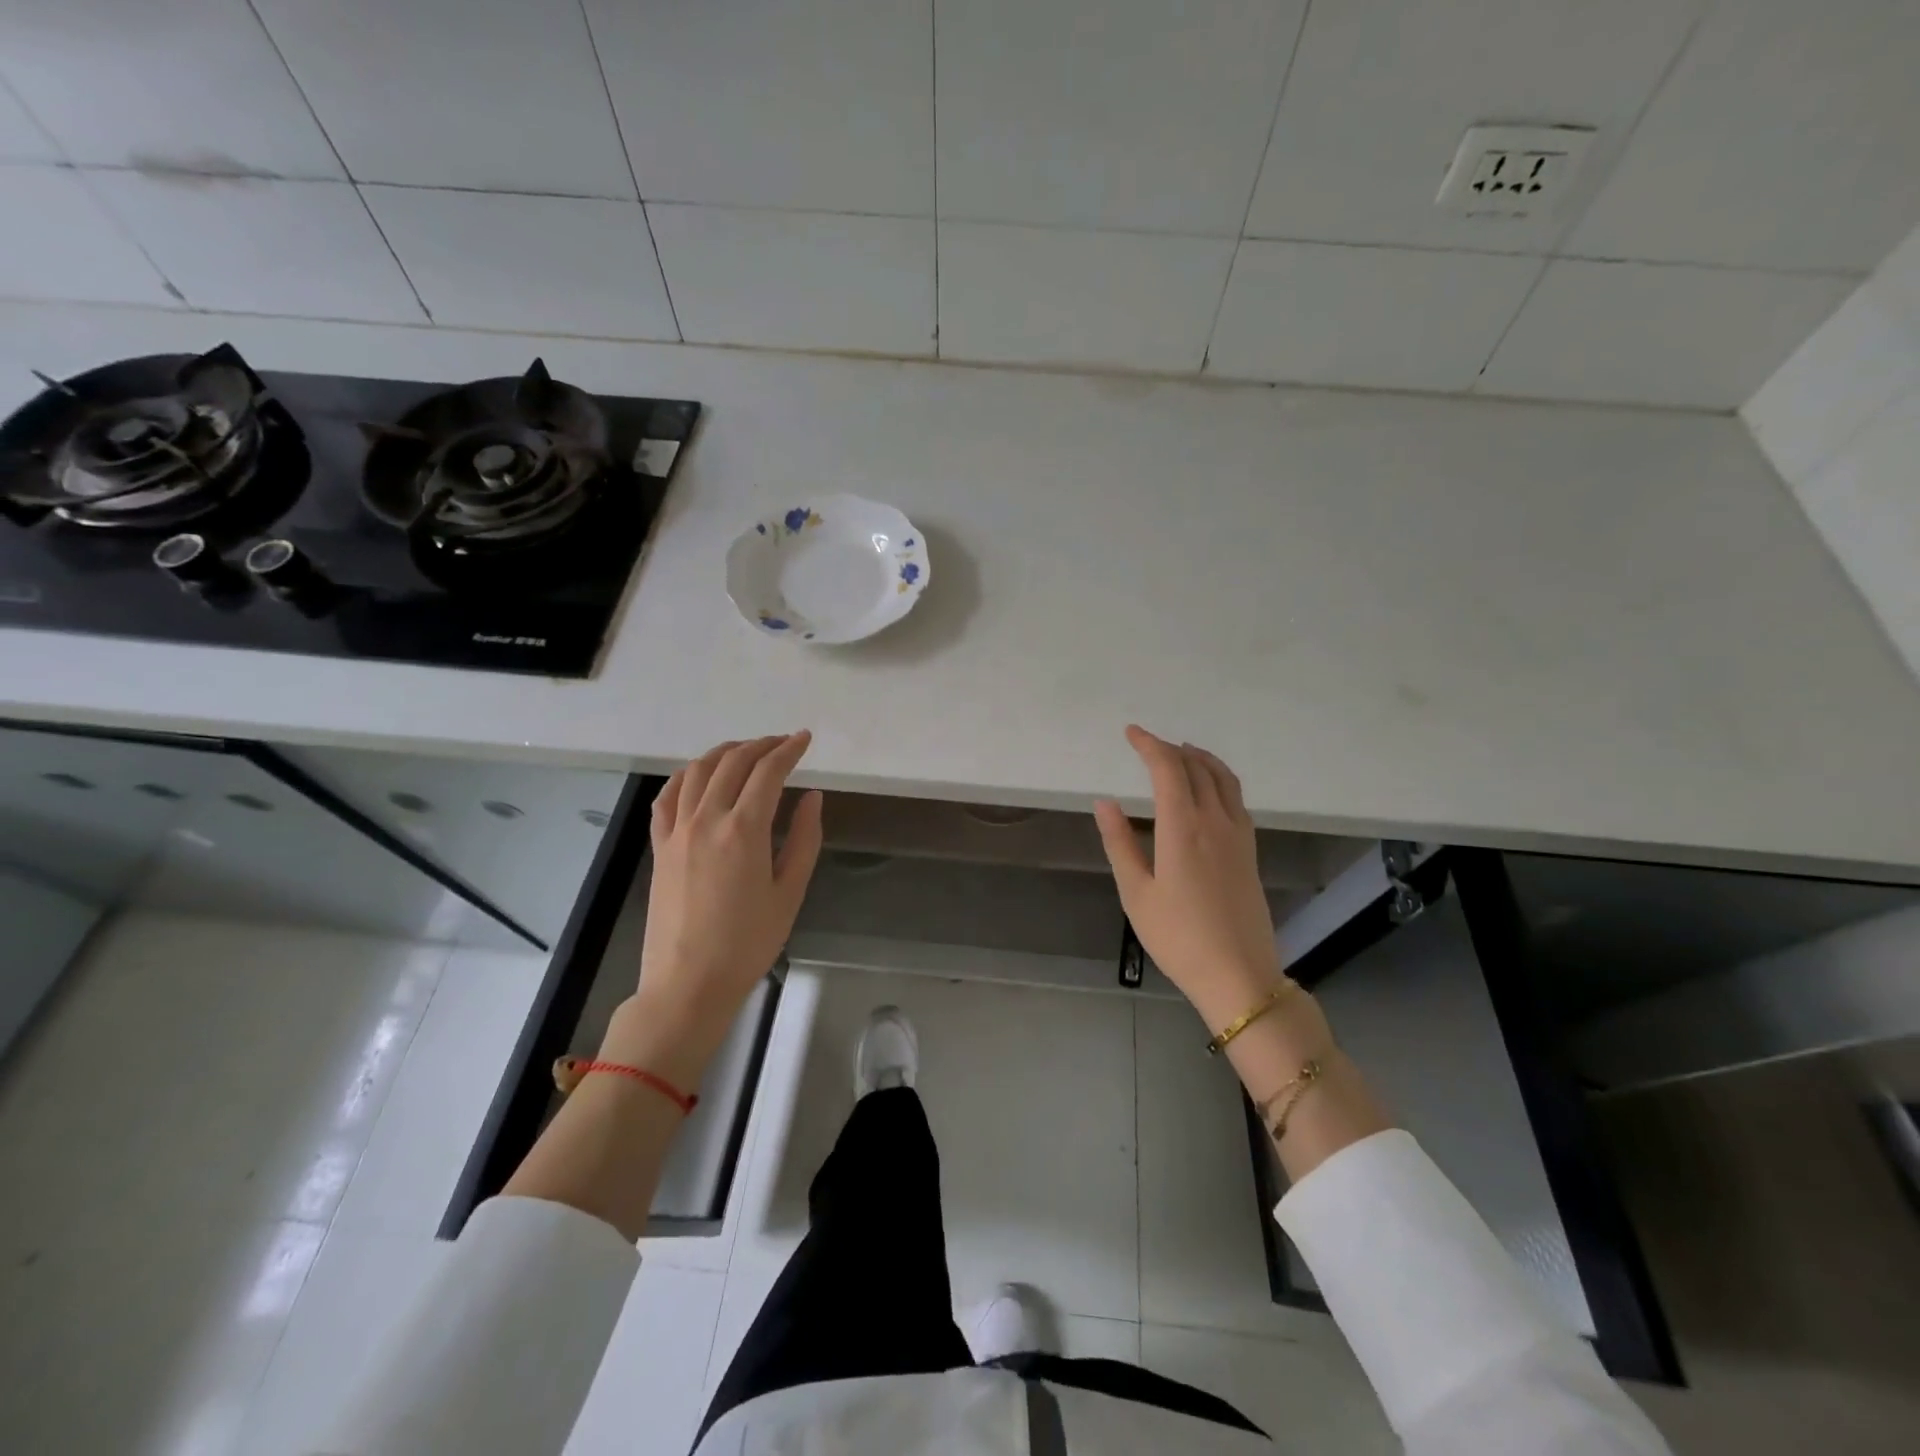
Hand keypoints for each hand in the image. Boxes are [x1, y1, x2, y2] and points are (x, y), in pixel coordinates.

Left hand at [620, 734, 823, 1077]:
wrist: (688, 984)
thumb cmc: (747, 943)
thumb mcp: (789, 893)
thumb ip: (803, 839)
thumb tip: (811, 797)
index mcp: (744, 830)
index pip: (768, 772)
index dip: (789, 750)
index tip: (805, 739)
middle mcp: (706, 819)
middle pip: (732, 762)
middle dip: (761, 745)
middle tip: (782, 743)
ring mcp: (677, 831)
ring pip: (698, 771)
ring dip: (724, 752)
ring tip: (746, 750)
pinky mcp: (660, 847)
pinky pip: (668, 797)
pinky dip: (686, 776)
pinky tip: (698, 775)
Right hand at [1094, 727, 1287, 1030]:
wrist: (1238, 975)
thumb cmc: (1178, 937)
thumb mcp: (1136, 893)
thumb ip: (1119, 843)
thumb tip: (1105, 802)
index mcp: (1183, 829)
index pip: (1168, 770)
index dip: (1149, 745)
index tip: (1131, 733)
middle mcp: (1215, 822)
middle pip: (1197, 768)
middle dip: (1171, 749)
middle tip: (1148, 743)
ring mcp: (1239, 836)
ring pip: (1224, 779)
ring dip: (1201, 759)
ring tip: (1182, 752)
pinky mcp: (1250, 851)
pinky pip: (1236, 798)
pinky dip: (1220, 779)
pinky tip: (1208, 790)